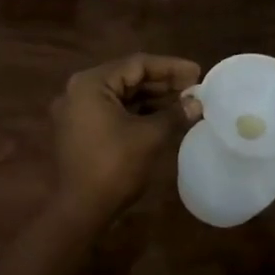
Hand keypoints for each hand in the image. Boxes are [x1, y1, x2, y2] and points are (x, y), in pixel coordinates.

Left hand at [50, 53, 201, 221]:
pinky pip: (112, 111)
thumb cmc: (115, 166)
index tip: (197, 72)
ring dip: (151, 98)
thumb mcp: (150, 136)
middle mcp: (78, 90)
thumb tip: (197, 103)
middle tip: (194, 87)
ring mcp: (76, 111)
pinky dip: (136, 112)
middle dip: (162, 83)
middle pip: (127, 78)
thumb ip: (174, 114)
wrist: (81, 210)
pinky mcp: (80, 130)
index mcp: (90, 83)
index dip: (170, 67)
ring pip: (120, 96)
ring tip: (184, 102)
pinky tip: (163, 117)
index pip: (136, 64)